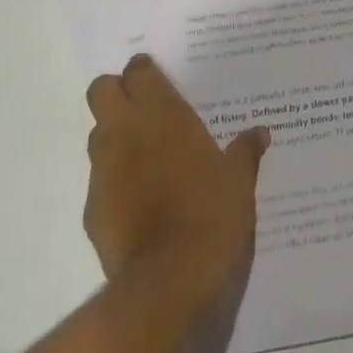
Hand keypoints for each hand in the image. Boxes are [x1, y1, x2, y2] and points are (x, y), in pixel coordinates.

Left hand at [84, 55, 268, 297]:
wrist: (171, 282)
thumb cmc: (212, 214)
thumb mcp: (239, 179)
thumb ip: (245, 151)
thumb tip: (260, 132)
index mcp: (162, 113)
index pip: (137, 71)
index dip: (144, 72)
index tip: (157, 80)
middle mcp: (126, 131)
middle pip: (101, 90)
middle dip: (115, 93)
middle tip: (141, 108)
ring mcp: (104, 170)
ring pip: (96, 134)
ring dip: (114, 136)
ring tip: (143, 155)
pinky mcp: (92, 210)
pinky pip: (99, 182)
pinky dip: (114, 182)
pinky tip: (138, 201)